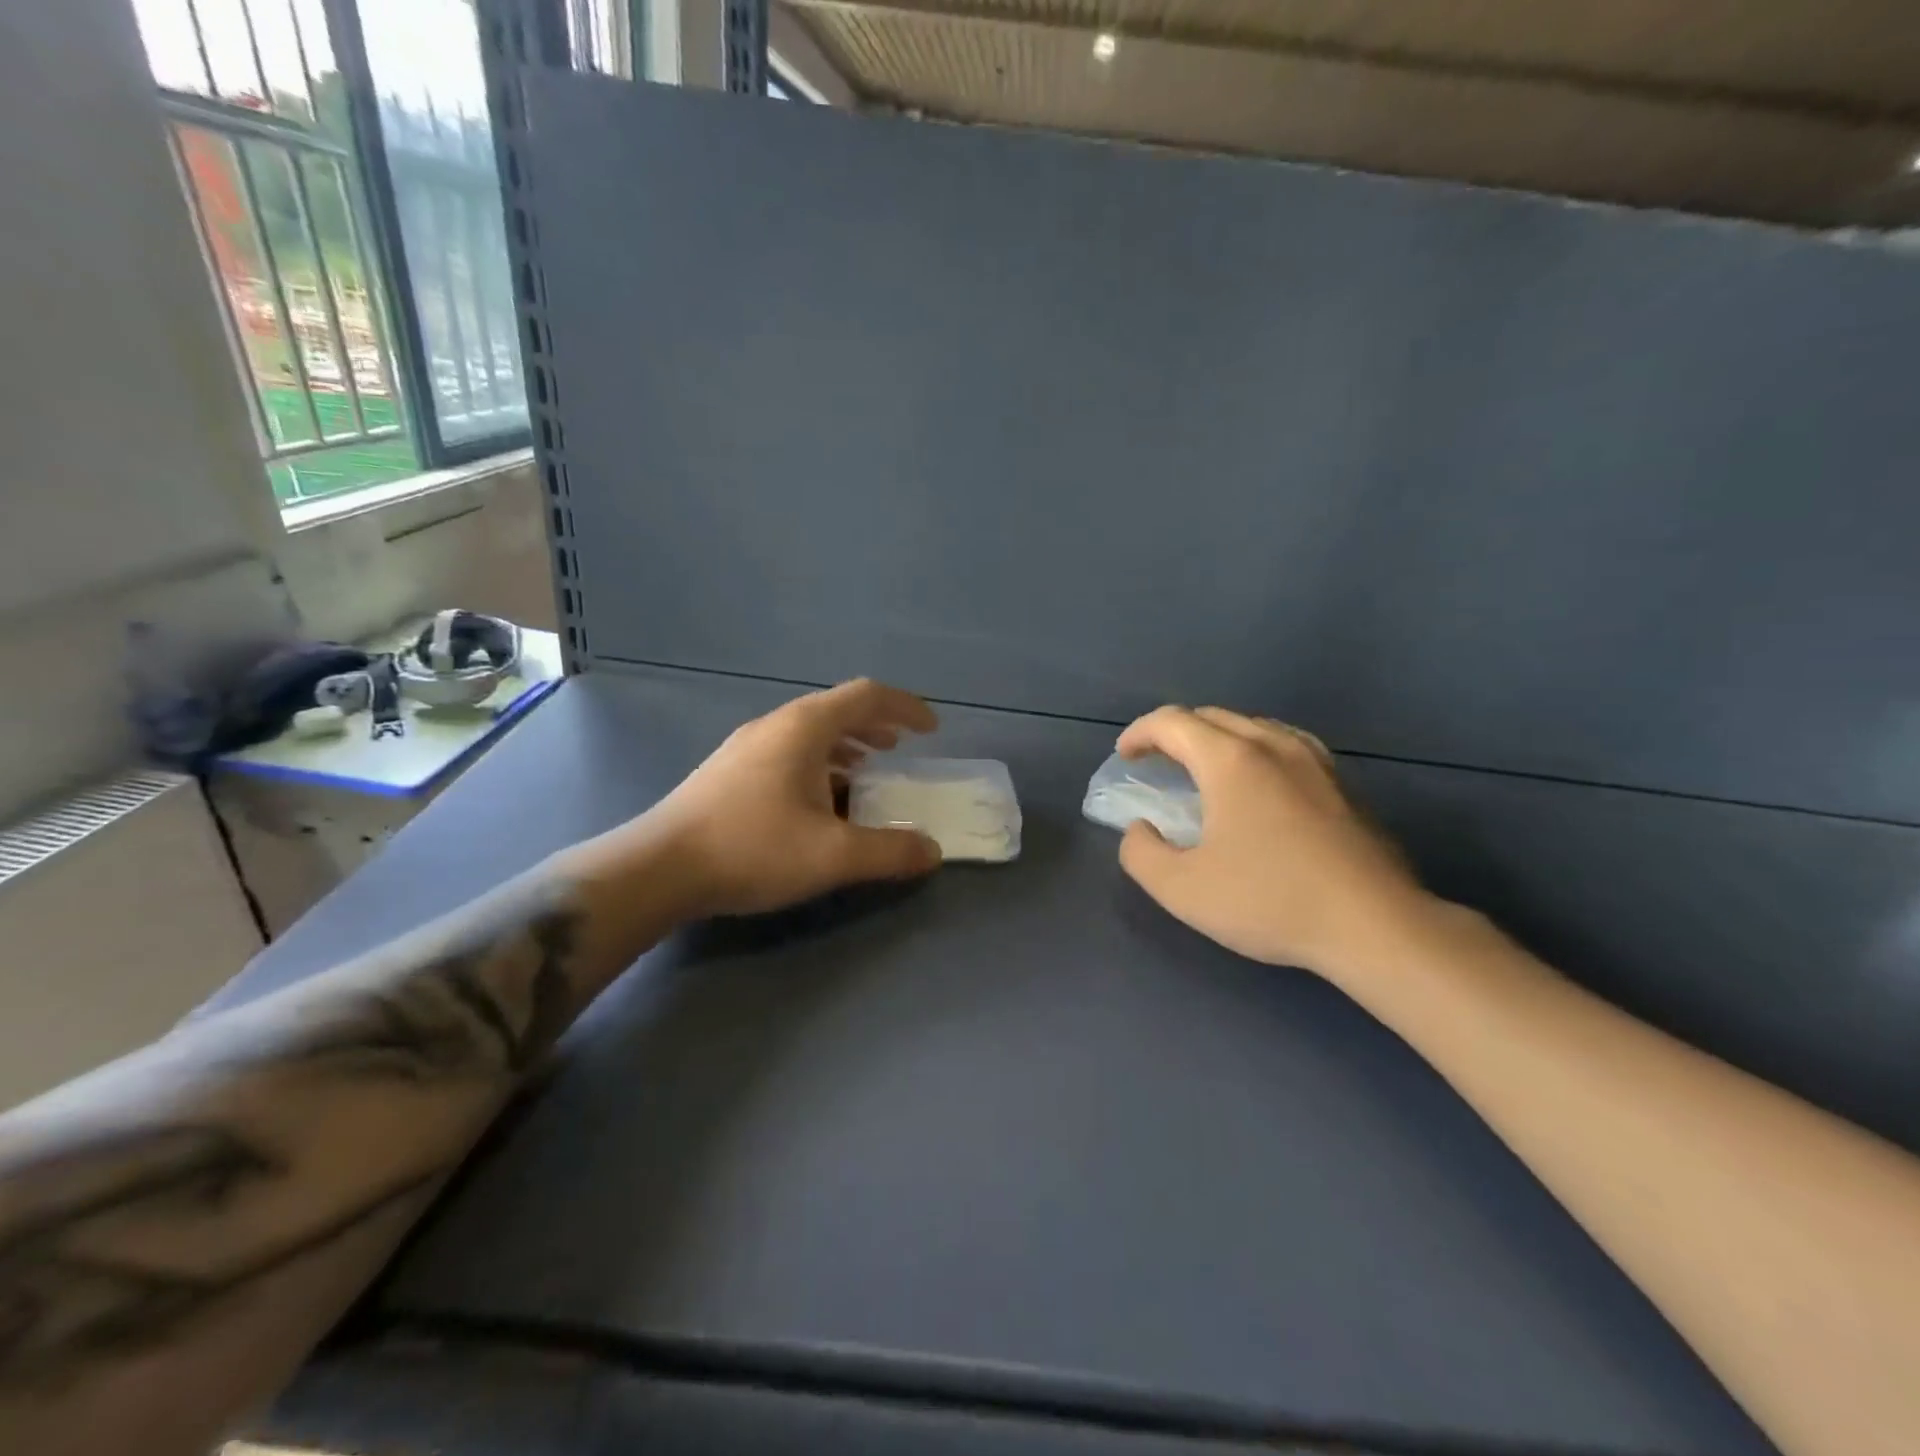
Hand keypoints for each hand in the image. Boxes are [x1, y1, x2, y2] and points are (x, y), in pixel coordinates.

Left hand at [641, 679, 943, 916]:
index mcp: (804, 727)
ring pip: (809, 733)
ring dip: (845, 746)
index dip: (905, 707)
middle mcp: (775, 725)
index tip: (931, 730)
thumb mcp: (832, 855)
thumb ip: (890, 852)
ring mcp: (746, 747)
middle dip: (876, 725)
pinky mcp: (728, 772)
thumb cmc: (752, 848)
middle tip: (900, 749)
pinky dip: (818, 764)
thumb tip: (932, 851)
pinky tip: (818, 800)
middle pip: (836, 709)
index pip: (867, 696)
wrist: (658, 868)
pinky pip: (787, 753)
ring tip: (865, 771)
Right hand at [1115, 706, 1438, 980]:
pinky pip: (1287, 744)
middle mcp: (1273, 745)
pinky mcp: (1344, 783)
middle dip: (1175, 732)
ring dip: (1218, 737)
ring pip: (1254, 725)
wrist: (1374, 925)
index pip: (1172, 722)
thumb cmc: (1270, 901)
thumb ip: (1141, 853)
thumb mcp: (1182, 889)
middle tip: (1157, 762)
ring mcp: (1315, 760)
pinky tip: (1261, 782)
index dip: (1139, 733)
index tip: (1126, 757)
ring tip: (1205, 768)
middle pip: (1212, 716)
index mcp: (1230, 760)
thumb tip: (1139, 829)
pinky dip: (1256, 750)